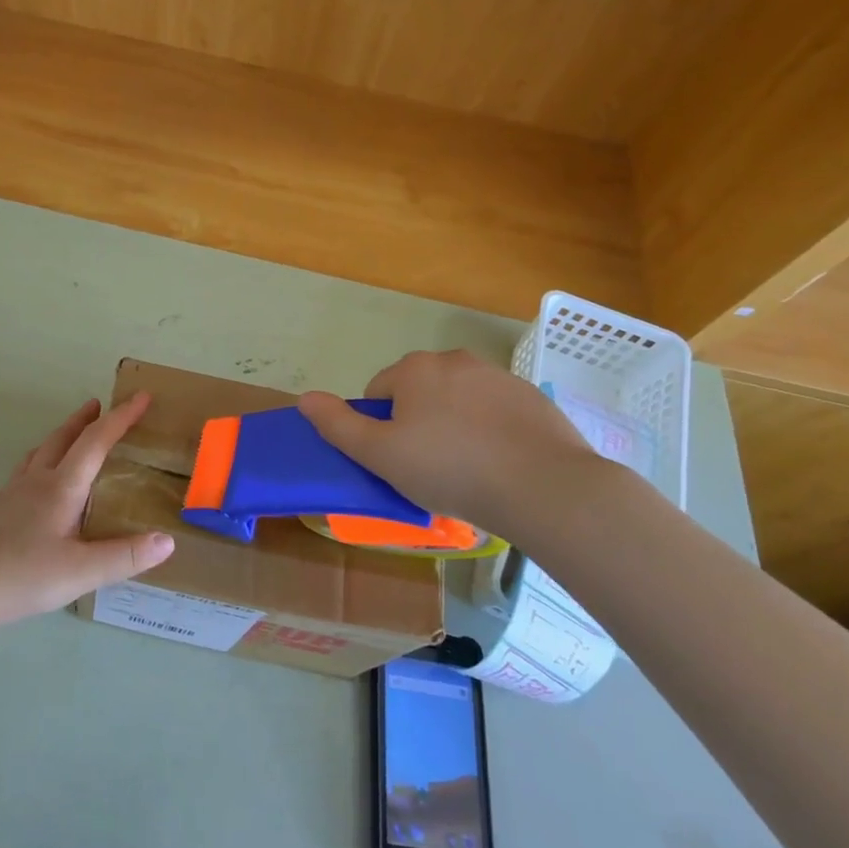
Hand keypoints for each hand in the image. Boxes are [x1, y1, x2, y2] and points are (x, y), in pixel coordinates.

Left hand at [0, 393, 174, 629]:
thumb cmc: (20, 575)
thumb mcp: (80, 572)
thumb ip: (124, 556)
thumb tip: (167, 541)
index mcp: (62, 487)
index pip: (97, 441)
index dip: (121, 418)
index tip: (141, 398)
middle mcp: (37, 480)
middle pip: (64, 438)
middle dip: (87, 419)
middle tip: (101, 404)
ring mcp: (12, 493)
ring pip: (42, 451)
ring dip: (63, 435)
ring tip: (73, 433)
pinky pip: (27, 469)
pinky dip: (43, 459)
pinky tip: (38, 479)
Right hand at [297, 349, 614, 536]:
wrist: (544, 487)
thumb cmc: (450, 469)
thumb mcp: (380, 454)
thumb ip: (338, 425)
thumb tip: (304, 398)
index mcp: (415, 369)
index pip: (378, 392)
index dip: (380, 429)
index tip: (397, 461)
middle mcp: (455, 360)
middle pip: (419, 393)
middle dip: (418, 425)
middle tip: (428, 469)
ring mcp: (498, 377)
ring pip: (459, 402)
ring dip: (454, 427)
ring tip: (467, 472)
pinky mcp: (532, 398)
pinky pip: (496, 413)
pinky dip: (491, 432)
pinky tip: (500, 466)